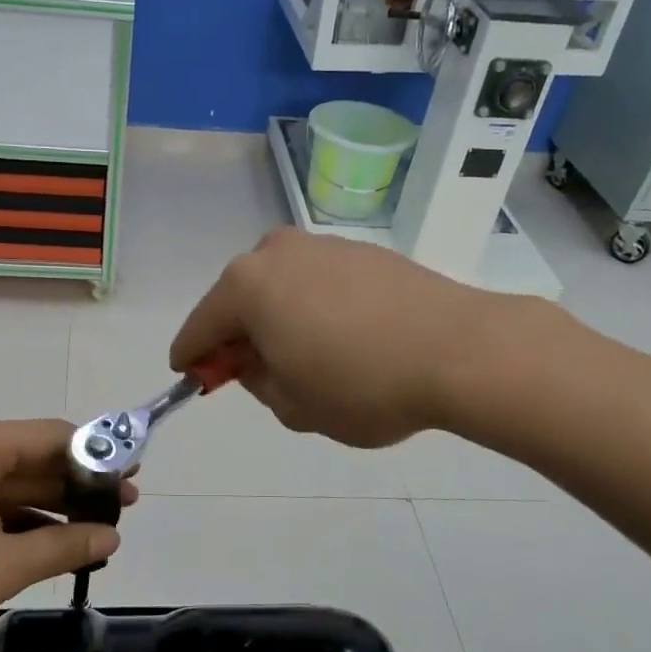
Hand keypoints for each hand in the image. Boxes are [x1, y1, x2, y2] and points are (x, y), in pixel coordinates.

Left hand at [0, 418, 136, 651]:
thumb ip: (62, 548)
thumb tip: (112, 537)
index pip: (55, 435)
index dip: (99, 455)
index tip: (133, 477)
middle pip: (34, 457)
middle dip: (78, 484)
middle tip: (124, 509)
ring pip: (11, 485)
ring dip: (51, 508)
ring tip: (96, 532)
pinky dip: (18, 522)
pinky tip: (48, 546)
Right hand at [170, 228, 553, 447]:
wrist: (460, 350)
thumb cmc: (361, 385)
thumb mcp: (293, 406)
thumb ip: (258, 382)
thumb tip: (256, 362)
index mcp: (246, 286)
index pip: (200, 327)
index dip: (192, 357)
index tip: (190, 376)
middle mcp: (276, 252)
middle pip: (238, 298)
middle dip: (236, 335)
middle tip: (247, 371)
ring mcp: (323, 245)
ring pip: (279, 286)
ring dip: (276, 318)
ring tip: (299, 355)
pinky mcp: (362, 251)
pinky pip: (317, 282)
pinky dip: (311, 307)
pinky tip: (337, 336)